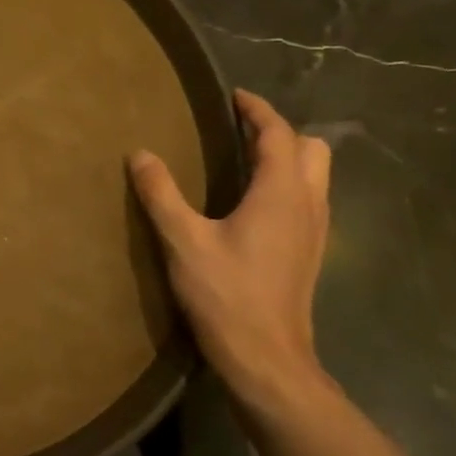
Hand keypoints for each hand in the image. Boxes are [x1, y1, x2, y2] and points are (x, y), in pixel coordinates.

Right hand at [129, 89, 331, 410]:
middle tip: (240, 131)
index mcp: (280, 193)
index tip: (234, 96)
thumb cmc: (226, 295)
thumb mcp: (183, 241)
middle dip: (280, 132)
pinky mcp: (311, 253)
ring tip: (246, 161)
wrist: (267, 359)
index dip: (257, 110)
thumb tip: (140, 154)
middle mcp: (307, 204)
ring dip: (288, 158)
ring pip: (316, 176)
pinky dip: (289, 185)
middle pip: (312, 149)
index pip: (278, 134)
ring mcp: (315, 231)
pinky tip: (254, 205)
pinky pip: (309, 200)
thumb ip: (161, 194)